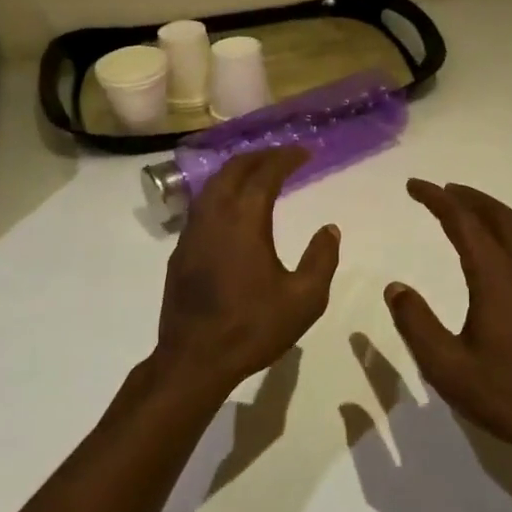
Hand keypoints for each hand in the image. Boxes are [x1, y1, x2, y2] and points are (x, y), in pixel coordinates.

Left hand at [154, 148, 339, 395]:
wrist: (194, 359)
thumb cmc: (252, 327)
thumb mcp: (304, 299)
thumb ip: (321, 259)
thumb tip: (330, 229)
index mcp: (244, 220)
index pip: (265, 174)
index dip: (286, 158)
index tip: (305, 152)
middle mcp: (214, 216)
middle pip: (234, 170)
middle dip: (260, 157)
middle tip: (284, 157)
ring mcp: (192, 232)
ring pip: (213, 185)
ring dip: (237, 172)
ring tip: (259, 174)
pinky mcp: (181, 250)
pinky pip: (202, 205)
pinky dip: (222, 192)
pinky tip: (233, 208)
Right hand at [386, 180, 511, 475]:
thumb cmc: (508, 395)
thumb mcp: (447, 367)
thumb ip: (416, 323)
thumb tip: (395, 287)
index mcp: (496, 277)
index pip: (463, 221)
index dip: (436, 199)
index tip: (414, 186)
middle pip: (497, 216)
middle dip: (467, 197)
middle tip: (441, 191)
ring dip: (491, 211)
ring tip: (469, 211)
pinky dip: (511, 232)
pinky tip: (503, 251)